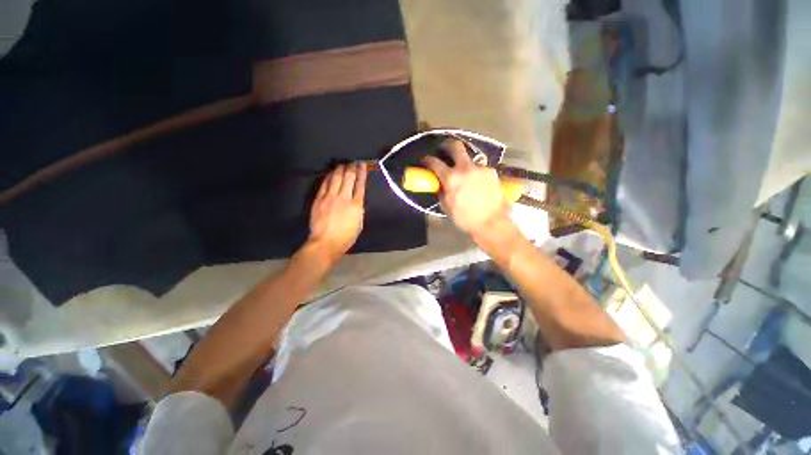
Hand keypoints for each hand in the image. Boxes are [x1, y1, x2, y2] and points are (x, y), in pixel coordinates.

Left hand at [307, 162, 366, 262]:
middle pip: (348, 177)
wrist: (325, 243)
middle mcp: (344, 197)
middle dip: (352, 167)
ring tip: (343, 164)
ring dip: (340, 169)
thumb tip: (357, 199)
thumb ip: (358, 209)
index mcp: (356, 205)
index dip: (362, 173)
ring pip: (336, 178)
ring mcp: (330, 197)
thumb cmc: (346, 237)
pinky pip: (325, 184)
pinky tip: (331, 173)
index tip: (362, 165)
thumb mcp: (359, 223)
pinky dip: (329, 176)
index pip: (360, 184)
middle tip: (353, 161)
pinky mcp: (319, 199)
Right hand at [423, 139, 509, 236]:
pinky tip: (479, 183)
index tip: (426, 160)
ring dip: (465, 163)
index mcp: (451, 178)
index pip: (435, 162)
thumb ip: (441, 191)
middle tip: (446, 150)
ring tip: (467, 174)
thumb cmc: (464, 218)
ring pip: (471, 158)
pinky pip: (481, 168)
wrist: (491, 222)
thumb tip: (441, 185)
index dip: (428, 159)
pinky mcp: (492, 172)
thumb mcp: (446, 206)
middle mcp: (465, 168)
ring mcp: (480, 168)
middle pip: (456, 146)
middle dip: (448, 145)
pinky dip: (477, 173)